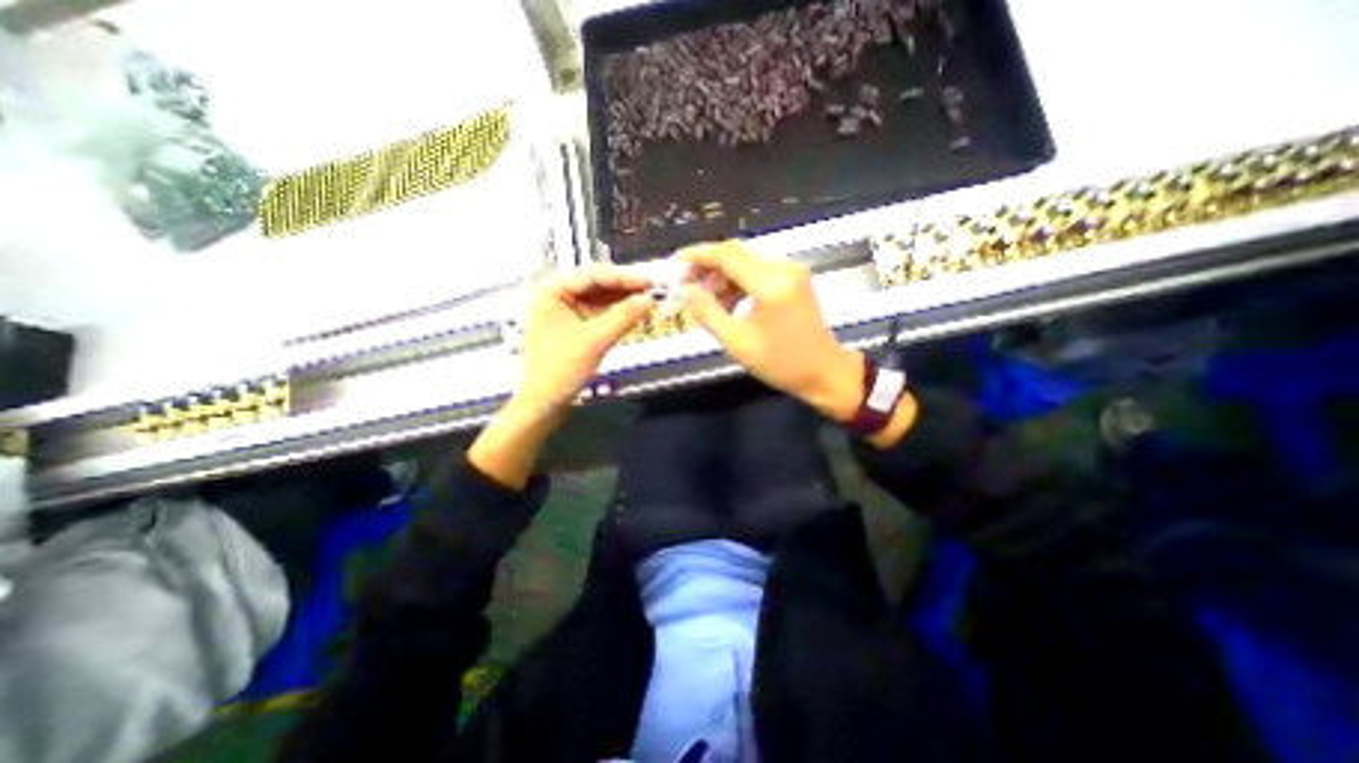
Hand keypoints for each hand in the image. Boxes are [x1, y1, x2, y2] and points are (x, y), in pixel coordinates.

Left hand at [474, 266, 650, 489]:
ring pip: (601, 299)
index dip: (624, 277)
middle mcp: (557, 297)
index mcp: (551, 292)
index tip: (650, 281)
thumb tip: (650, 299)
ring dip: (624, 300)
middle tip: (654, 289)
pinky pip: (601, 314)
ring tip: (649, 300)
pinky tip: (635, 313)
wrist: (543, 405)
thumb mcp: (594, 341)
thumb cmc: (559, 370)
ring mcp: (566, 312)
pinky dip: (618, 314)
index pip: (592, 275)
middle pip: (597, 284)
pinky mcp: (576, 328)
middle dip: (625, 287)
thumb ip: (623, 317)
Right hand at [677, 240, 857, 421]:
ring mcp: (792, 272)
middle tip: (687, 286)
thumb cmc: (781, 364)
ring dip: (723, 277)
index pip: (726, 255)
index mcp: (771, 284)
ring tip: (707, 302)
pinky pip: (759, 272)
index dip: (697, 255)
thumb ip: (708, 313)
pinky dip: (739, 283)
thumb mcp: (737, 342)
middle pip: (736, 253)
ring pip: (746, 262)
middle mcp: (783, 268)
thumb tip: (686, 291)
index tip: (676, 263)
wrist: (824, 372)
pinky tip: (729, 303)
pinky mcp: (795, 279)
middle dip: (708, 266)